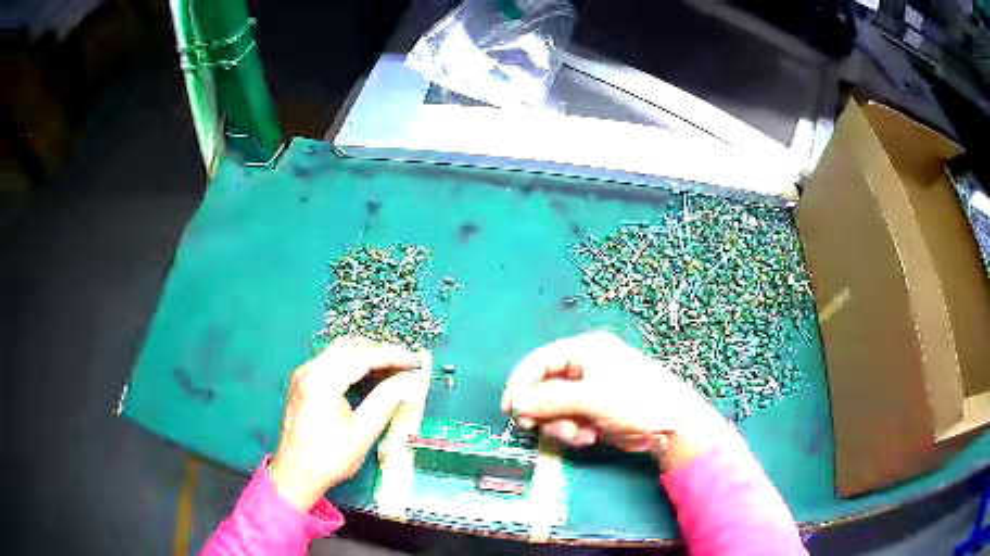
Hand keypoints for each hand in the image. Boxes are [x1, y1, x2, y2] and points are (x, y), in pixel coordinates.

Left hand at [270, 336, 419, 509]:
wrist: (295, 474)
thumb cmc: (329, 457)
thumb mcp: (362, 433)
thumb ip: (386, 401)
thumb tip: (409, 380)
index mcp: (323, 380)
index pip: (363, 355)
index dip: (392, 356)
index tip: (415, 361)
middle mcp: (310, 370)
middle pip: (349, 346)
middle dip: (379, 351)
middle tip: (404, 365)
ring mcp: (303, 375)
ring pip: (338, 351)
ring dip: (365, 356)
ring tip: (391, 371)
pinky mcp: (302, 383)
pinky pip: (330, 362)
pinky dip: (351, 364)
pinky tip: (366, 378)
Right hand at [501, 332, 728, 470]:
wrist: (672, 427)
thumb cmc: (635, 402)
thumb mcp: (591, 399)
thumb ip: (550, 400)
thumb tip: (515, 402)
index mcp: (586, 350)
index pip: (541, 360)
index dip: (521, 383)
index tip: (509, 408)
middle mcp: (585, 366)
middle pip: (545, 386)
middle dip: (543, 410)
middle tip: (536, 427)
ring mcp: (590, 390)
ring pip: (554, 407)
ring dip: (560, 424)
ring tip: (578, 435)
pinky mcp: (594, 410)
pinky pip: (569, 419)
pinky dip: (573, 430)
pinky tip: (589, 436)